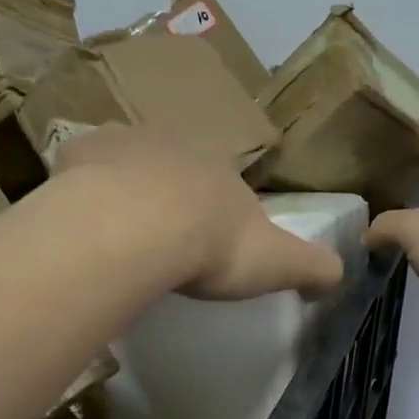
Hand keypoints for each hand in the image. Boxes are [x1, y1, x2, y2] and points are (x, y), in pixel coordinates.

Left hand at [54, 126, 343, 300]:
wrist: (137, 228)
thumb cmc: (211, 244)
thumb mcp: (278, 262)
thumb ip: (314, 268)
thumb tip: (339, 276)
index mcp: (221, 166)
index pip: (225, 180)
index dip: (217, 209)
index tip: (208, 241)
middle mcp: (175, 143)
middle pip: (175, 166)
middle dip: (171, 194)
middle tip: (162, 239)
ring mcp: (124, 143)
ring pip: (127, 161)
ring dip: (126, 188)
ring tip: (119, 232)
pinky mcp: (79, 154)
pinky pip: (82, 167)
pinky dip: (83, 187)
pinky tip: (81, 218)